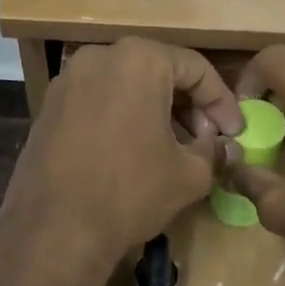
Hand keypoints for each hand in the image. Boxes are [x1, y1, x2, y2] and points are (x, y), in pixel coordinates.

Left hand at [0, 39, 242, 285]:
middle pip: (159, 73)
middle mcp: (99, 56)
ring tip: (174, 150)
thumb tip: (222, 146)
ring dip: (156, 113)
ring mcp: (67, 80)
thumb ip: (213, 150)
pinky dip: (123, 119)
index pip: (197, 69)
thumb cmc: (131, 192)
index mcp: (139, 59)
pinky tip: (135, 154)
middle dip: (189, 107)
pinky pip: (99, 102)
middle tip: (206, 140)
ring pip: (127, 87)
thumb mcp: (190, 174)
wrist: (54, 229)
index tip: (235, 133)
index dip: (223, 103)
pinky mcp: (48, 107)